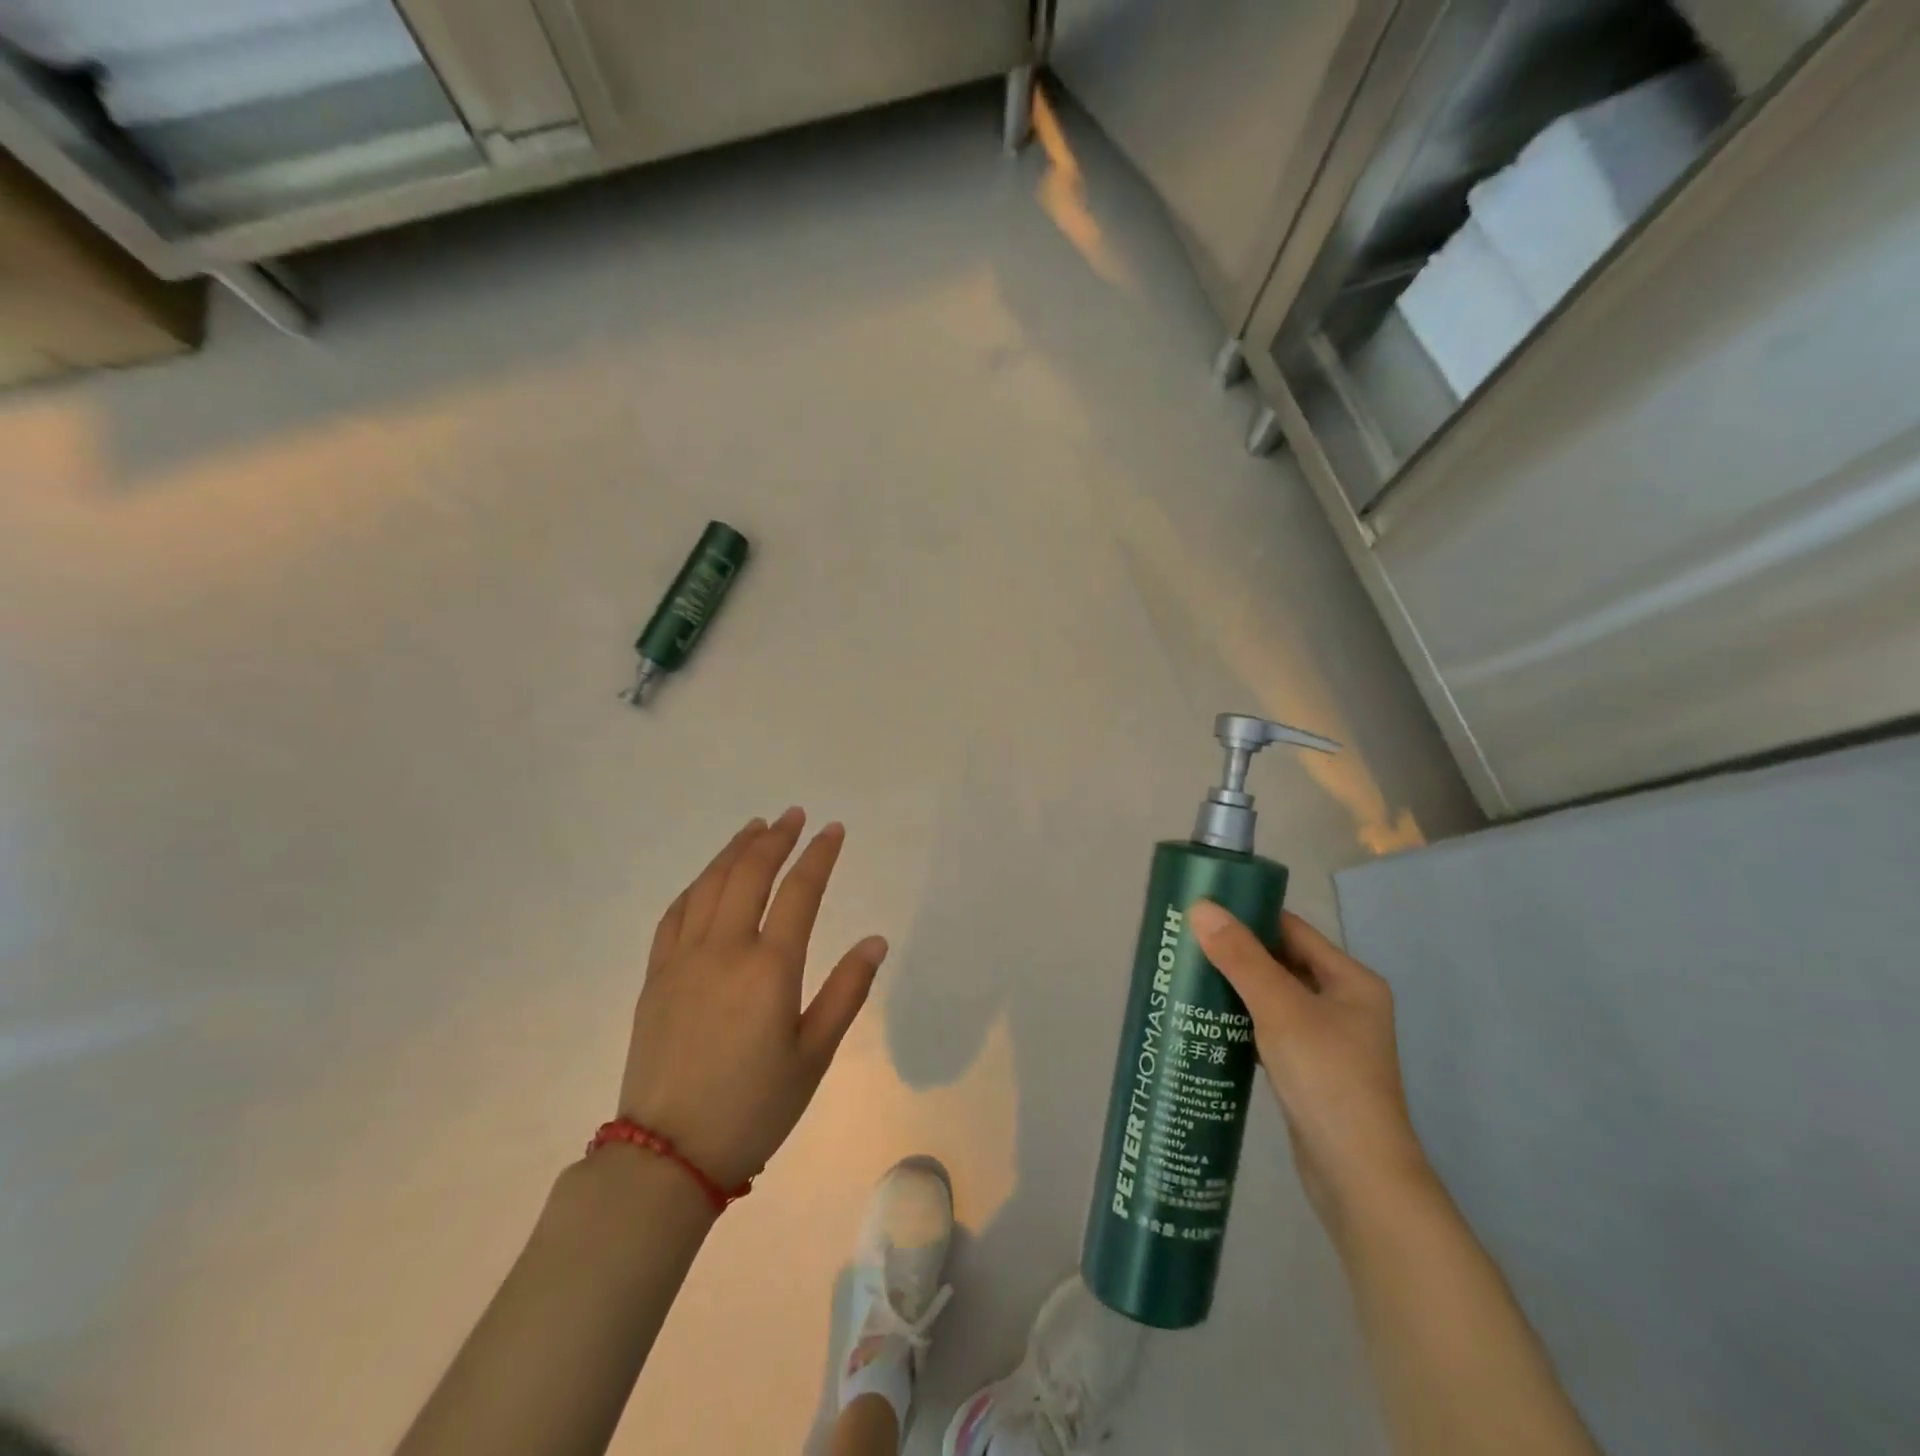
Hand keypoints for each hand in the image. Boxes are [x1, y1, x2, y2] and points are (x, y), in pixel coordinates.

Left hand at [617, 809, 888, 1190]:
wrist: (668, 1155)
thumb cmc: (754, 1107)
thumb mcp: (814, 1055)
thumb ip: (847, 992)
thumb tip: (876, 941)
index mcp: (770, 968)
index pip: (800, 891)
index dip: (819, 855)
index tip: (833, 829)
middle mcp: (725, 949)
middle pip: (750, 874)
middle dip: (776, 838)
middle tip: (794, 815)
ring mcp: (683, 959)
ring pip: (710, 885)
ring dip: (735, 850)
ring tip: (754, 827)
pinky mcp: (656, 976)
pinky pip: (675, 914)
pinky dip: (697, 885)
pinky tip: (708, 877)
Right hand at [1189, 902, 1431, 1227]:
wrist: (1358, 1178)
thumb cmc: (1327, 1079)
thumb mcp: (1280, 1009)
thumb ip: (1240, 958)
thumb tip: (1200, 907)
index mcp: (1351, 981)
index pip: (1291, 930)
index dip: (1248, 915)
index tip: (1202, 910)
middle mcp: (1344, 1004)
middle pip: (1282, 962)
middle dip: (1236, 952)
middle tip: (1185, 943)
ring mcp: (1328, 1040)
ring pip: (1273, 998)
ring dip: (1236, 987)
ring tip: (1188, 976)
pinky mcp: (1310, 1070)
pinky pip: (1270, 1029)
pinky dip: (1242, 1020)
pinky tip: (1208, 1020)